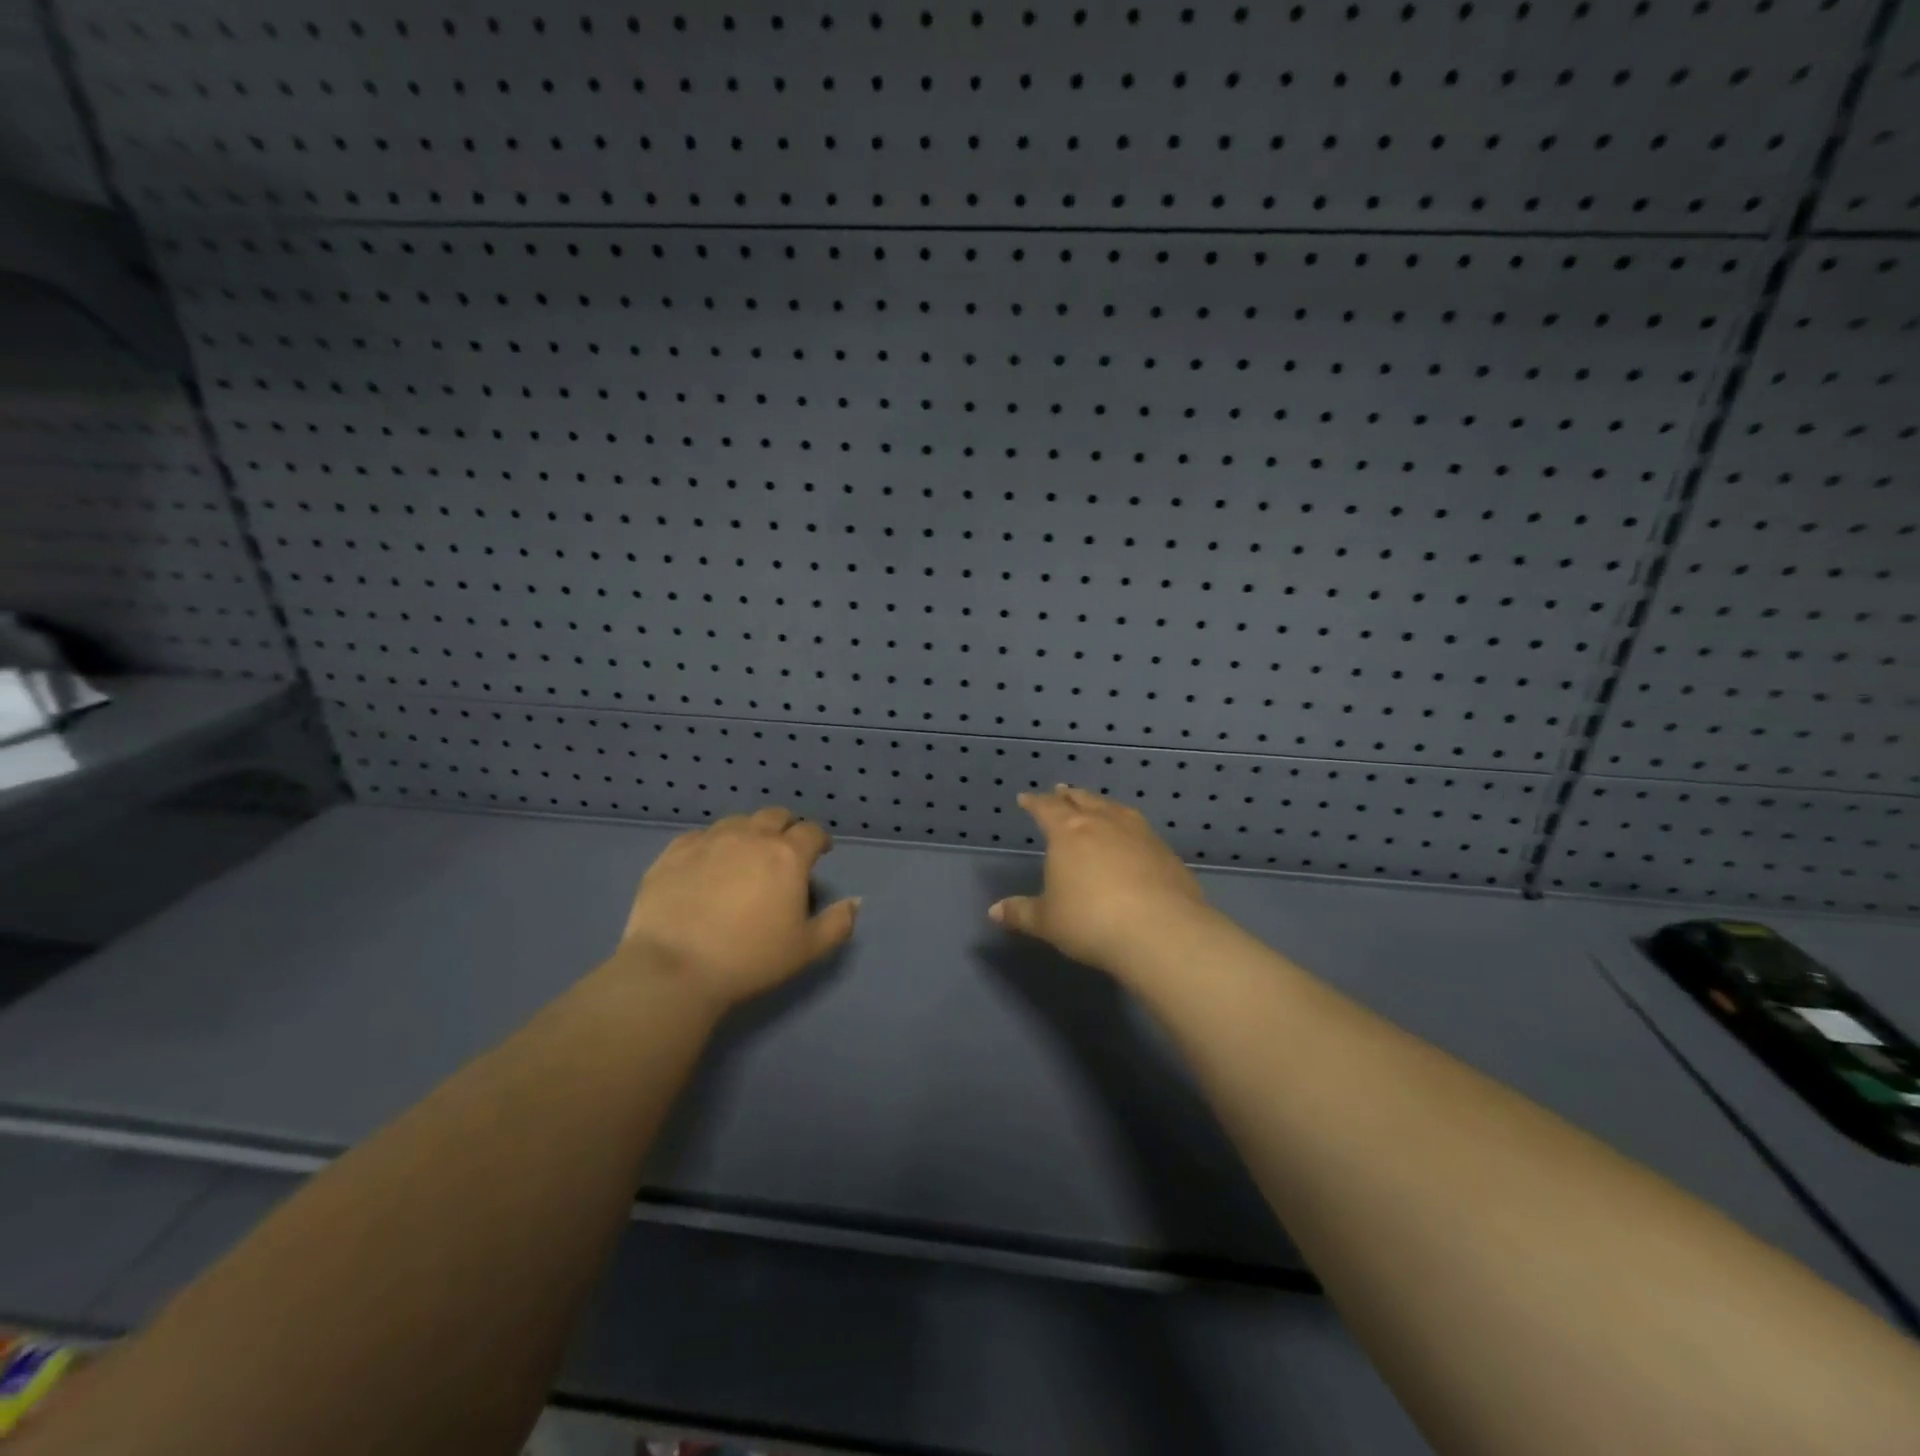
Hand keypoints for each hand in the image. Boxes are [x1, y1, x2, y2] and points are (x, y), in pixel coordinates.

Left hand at [615, 807, 858, 1009]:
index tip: (820, 853)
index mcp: (787, 855)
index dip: (819, 840)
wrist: (674, 968)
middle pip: (775, 816)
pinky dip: (712, 844)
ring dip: (749, 833)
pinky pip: (700, 836)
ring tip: (745, 857)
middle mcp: (750, 837)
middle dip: (786, 828)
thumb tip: (855, 901)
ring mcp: (709, 840)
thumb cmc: (749, 959)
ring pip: (737, 821)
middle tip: (784, 852)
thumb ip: (838, 923)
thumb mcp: (806, 950)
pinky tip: (707, 865)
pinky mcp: (674, 852)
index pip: (812, 832)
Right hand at [990, 785, 1212, 980]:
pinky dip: (1128, 824)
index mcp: (1068, 832)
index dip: (1035, 803)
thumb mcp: (1048, 921)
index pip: (1046, 809)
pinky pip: (1140, 827)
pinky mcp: (1165, 851)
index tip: (1026, 798)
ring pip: (1114, 808)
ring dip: (1101, 803)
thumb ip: (1021, 913)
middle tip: (1061, 790)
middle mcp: (1103, 823)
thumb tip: (994, 911)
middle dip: (1068, 796)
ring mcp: (1138, 833)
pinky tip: (1131, 834)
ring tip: (1096, 803)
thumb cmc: (1091, 922)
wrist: (1160, 931)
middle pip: (1082, 800)